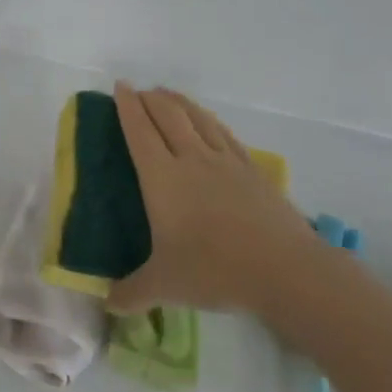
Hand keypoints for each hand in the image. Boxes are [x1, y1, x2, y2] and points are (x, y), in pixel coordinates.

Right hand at [106, 82, 320, 314]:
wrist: (284, 268)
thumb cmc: (215, 270)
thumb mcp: (165, 286)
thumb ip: (132, 293)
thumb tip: (107, 305)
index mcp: (163, 178)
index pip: (139, 132)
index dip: (127, 107)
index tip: (120, 87)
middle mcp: (192, 159)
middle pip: (168, 116)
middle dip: (151, 99)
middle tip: (140, 91)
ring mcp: (226, 162)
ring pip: (198, 118)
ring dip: (180, 102)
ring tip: (169, 95)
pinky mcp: (253, 170)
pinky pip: (225, 134)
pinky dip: (210, 121)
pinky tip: (210, 123)